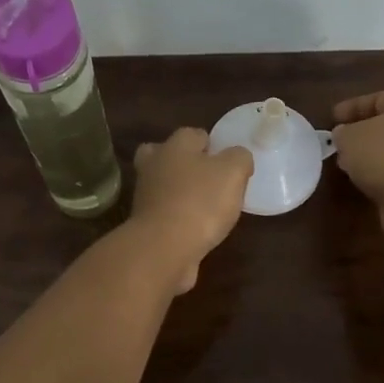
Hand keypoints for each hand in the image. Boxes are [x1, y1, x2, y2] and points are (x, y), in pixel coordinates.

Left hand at [126, 128, 253, 292]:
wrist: (164, 248)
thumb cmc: (200, 202)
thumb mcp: (233, 171)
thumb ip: (239, 158)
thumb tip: (237, 157)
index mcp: (175, 145)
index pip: (195, 134)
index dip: (214, 146)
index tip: (229, 164)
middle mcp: (154, 164)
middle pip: (169, 156)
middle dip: (186, 164)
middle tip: (210, 180)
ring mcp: (145, 195)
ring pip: (164, 184)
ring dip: (181, 192)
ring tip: (208, 208)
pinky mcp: (144, 223)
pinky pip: (164, 212)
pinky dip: (177, 217)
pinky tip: (197, 229)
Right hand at [330, 91, 383, 241]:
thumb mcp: (349, 137)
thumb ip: (343, 133)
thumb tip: (344, 135)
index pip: (379, 98)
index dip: (353, 107)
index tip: (333, 118)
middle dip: (364, 132)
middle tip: (342, 141)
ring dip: (373, 156)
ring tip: (350, 165)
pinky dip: (383, 174)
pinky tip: (365, 182)